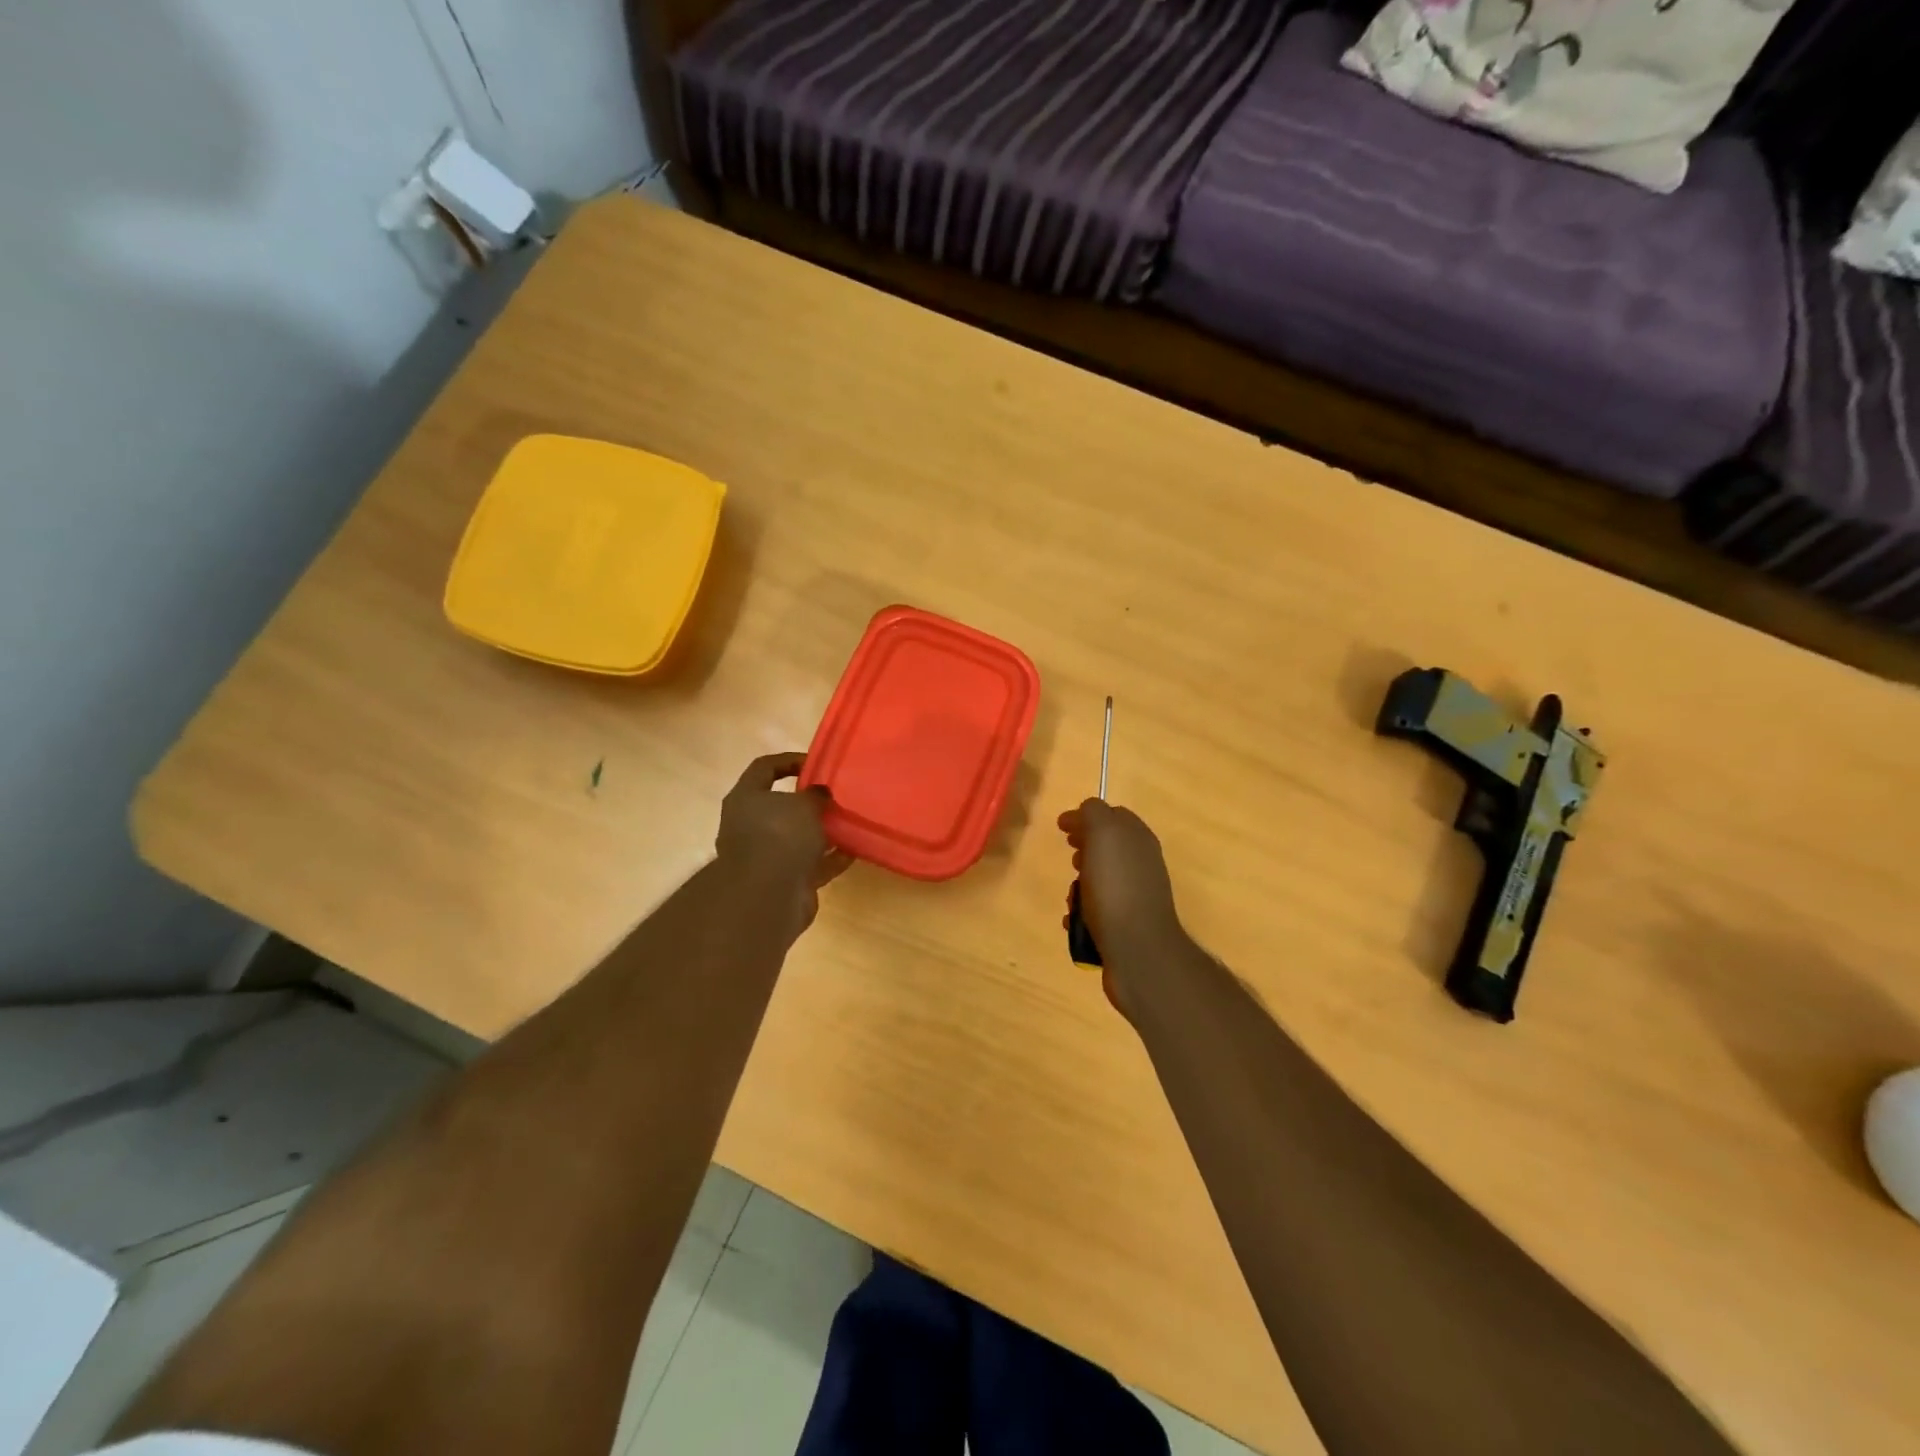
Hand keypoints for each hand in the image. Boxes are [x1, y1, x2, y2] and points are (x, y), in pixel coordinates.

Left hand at [717, 753, 851, 931]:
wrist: (767, 896)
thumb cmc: (780, 836)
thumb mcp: (804, 804)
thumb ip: (815, 794)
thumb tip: (820, 794)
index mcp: (746, 798)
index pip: (764, 768)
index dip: (789, 760)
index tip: (816, 763)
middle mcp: (749, 825)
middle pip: (780, 806)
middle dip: (809, 802)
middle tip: (835, 796)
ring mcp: (765, 856)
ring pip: (797, 837)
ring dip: (821, 832)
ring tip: (849, 823)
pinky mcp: (782, 881)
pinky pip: (810, 864)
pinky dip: (829, 858)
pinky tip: (853, 850)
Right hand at [1057, 799, 1183, 965]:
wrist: (1138, 949)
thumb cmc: (1116, 887)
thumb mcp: (1103, 834)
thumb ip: (1094, 813)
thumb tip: (1085, 810)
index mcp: (1139, 839)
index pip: (1113, 815)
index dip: (1086, 817)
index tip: (1062, 828)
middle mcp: (1142, 864)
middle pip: (1107, 848)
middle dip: (1084, 850)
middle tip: (1071, 859)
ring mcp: (1136, 895)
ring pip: (1100, 879)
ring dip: (1080, 884)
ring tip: (1071, 897)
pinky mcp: (1126, 924)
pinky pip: (1098, 910)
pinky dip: (1083, 912)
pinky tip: (1074, 921)